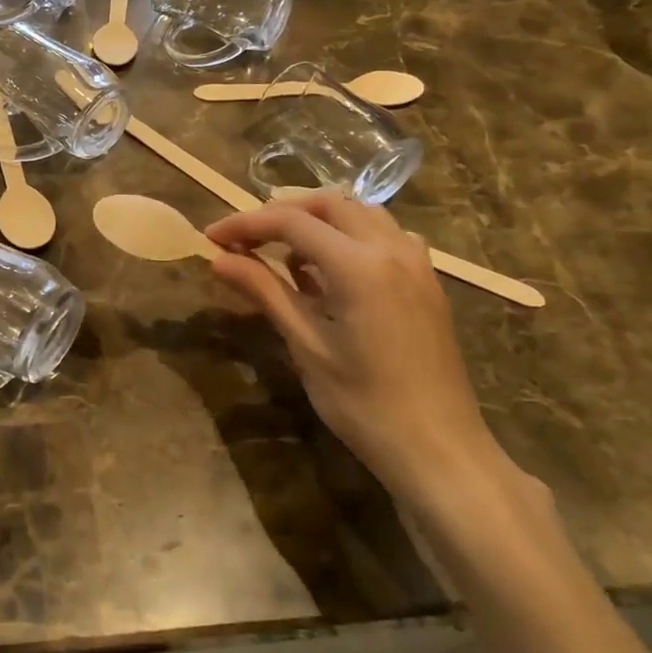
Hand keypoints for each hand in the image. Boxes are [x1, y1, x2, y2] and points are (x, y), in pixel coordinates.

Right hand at [205, 194, 511, 508]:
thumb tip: (218, 259)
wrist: (439, 449)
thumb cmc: (364, 404)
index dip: (246, 223)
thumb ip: (265, 292)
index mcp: (359, 266)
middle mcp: (391, 249)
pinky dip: (352, 235)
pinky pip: (386, 235)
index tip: (212, 236)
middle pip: (329, 203)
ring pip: (361, 213)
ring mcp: (417, 262)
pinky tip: (334, 269)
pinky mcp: (427, 281)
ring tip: (285, 251)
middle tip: (246, 239)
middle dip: (282, 212)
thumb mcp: (307, 346)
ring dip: (319, 219)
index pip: (291, 222)